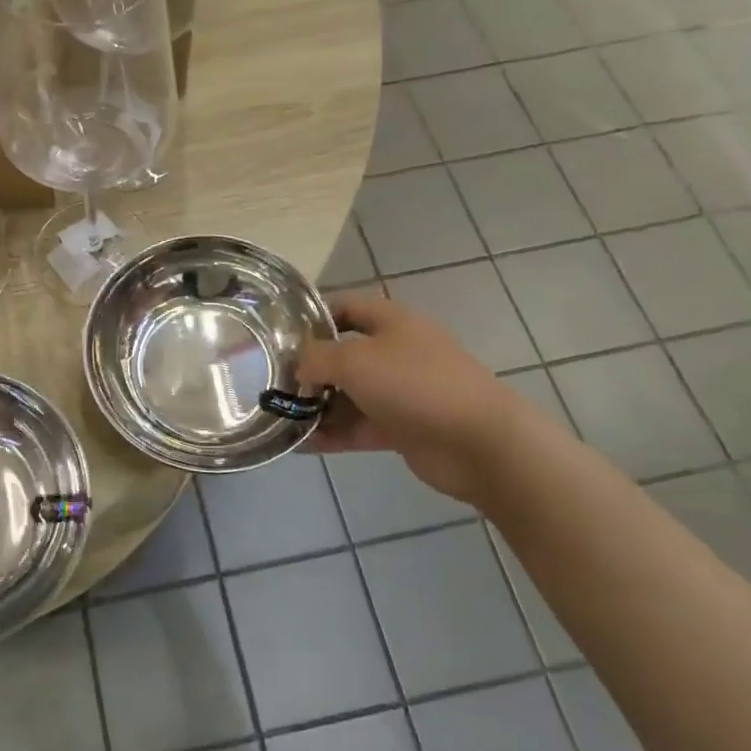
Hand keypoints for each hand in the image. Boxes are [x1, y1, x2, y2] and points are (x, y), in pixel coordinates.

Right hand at [297, 291, 525, 504]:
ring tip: (277, 416)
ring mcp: (399, 392)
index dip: (311, 316)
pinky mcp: (401, 428)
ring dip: (316, 405)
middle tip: (270, 380)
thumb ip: (316, 358)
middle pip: (342, 353)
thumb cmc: (414, 384)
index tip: (277, 333)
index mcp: (390, 321)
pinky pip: (357, 427)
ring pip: (348, 393)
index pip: (344, 306)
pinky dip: (331, 434)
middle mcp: (394, 352)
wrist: (480, 443)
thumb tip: (297, 366)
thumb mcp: (354, 360)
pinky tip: (299, 444)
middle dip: (308, 367)